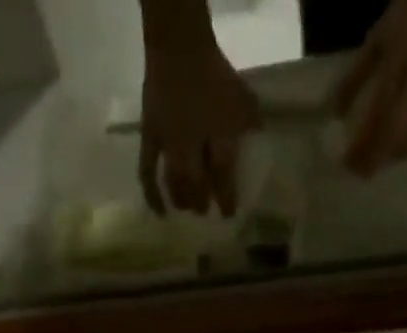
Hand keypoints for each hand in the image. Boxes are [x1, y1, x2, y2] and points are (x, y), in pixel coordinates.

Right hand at [139, 27, 259, 214]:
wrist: (179, 45)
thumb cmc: (214, 70)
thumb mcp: (242, 94)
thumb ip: (250, 117)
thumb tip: (258, 134)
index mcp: (217, 137)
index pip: (223, 177)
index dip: (226, 199)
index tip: (229, 214)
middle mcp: (192, 148)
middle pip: (196, 186)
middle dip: (201, 202)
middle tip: (204, 211)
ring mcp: (169, 145)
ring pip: (175, 184)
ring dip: (182, 200)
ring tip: (186, 208)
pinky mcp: (150, 139)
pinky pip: (147, 173)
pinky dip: (152, 196)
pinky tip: (159, 213)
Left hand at [333, 0, 406, 176]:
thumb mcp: (378, 39)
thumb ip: (356, 77)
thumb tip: (335, 114)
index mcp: (398, 63)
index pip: (376, 117)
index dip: (362, 146)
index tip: (347, 164)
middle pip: (398, 134)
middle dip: (378, 158)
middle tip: (364, 170)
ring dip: (399, 155)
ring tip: (385, 157)